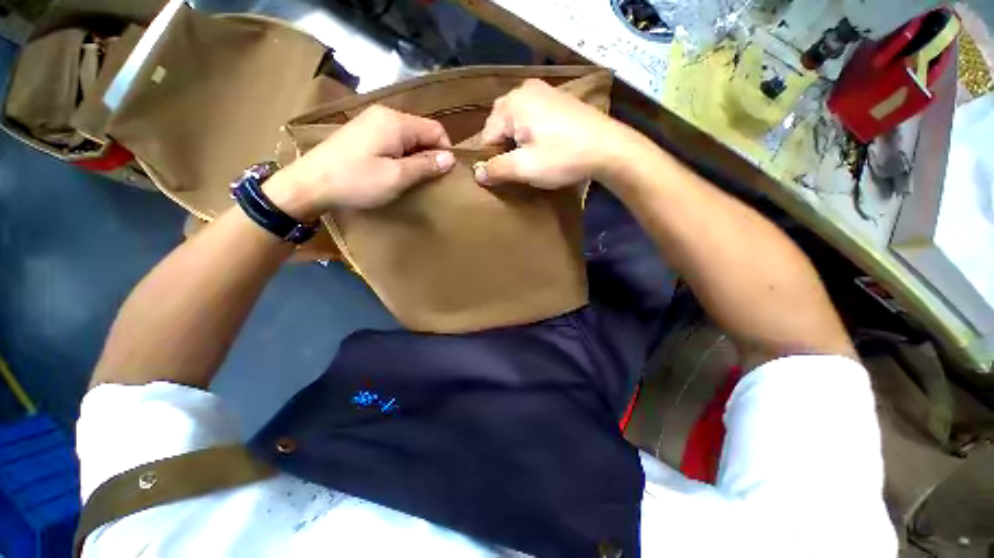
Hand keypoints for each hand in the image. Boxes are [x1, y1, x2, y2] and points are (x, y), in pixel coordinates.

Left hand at [266, 106, 454, 219]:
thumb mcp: (397, 177)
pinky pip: (394, 139)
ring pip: (409, 136)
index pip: (436, 129)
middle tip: (427, 180)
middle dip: (430, 154)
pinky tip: (395, 170)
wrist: (310, 184)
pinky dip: (402, 154)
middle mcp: (385, 114)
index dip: (445, 151)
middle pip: (422, 131)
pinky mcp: (363, 132)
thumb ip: (426, 165)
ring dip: (417, 156)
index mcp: (396, 122)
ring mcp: (372, 121)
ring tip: (412, 177)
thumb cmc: (356, 181)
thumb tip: (450, 158)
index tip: (443, 175)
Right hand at [474, 79, 630, 188]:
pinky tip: (542, 146)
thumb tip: (477, 174)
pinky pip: (532, 116)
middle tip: (515, 168)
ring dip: (516, 141)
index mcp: (512, 104)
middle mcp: (524, 90)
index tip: (500, 176)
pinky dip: (530, 132)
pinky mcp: (558, 99)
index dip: (490, 159)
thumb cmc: (563, 157)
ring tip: (527, 159)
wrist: (609, 148)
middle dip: (503, 148)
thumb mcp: (525, 168)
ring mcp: (544, 92)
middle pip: (500, 125)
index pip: (486, 136)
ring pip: (516, 121)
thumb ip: (496, 170)